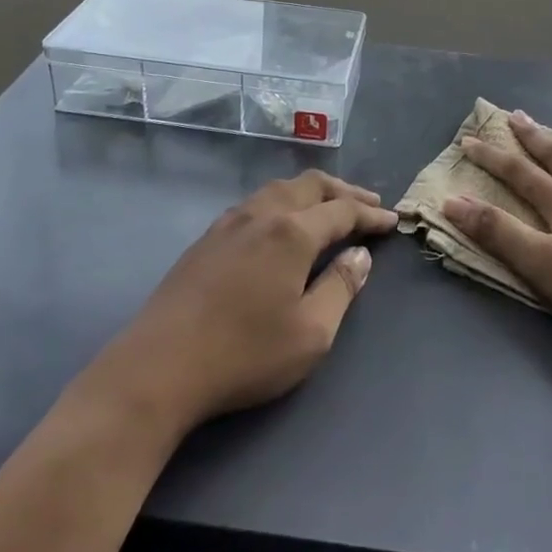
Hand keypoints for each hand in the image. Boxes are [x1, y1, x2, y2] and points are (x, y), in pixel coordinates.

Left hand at [102, 171, 396, 431]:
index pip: (342, 210)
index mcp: (292, 232)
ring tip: (329, 207)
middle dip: (344, 191)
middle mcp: (262, 214)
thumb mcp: (311, 333)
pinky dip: (283, 202)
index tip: (392, 220)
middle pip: (310, 185)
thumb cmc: (244, 354)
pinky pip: (256, 203)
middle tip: (368, 203)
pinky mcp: (207, 238)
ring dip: (311, 192)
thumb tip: (360, 255)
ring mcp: (229, 222)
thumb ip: (341, 288)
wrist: (159, 366)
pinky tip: (282, 223)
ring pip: (279, 188)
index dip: (370, 214)